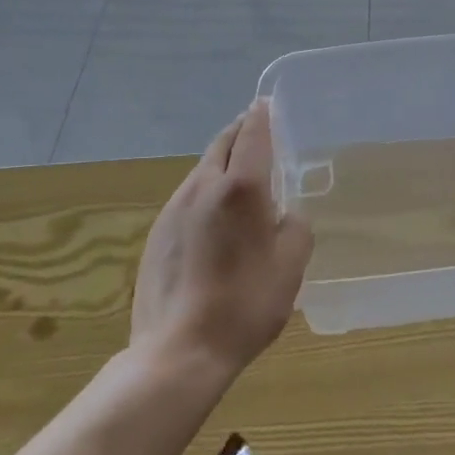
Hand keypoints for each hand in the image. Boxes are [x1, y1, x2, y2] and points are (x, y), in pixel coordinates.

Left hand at [130, 100, 313, 376]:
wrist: (179, 351)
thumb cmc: (246, 303)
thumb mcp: (292, 265)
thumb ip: (296, 227)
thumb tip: (286, 215)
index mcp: (241, 186)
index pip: (252, 133)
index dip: (262, 115)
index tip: (268, 103)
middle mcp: (203, 186)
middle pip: (221, 143)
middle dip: (240, 131)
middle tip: (257, 132)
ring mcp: (174, 208)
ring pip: (202, 169)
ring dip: (221, 162)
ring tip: (239, 176)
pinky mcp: (157, 233)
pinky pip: (187, 196)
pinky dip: (206, 190)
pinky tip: (215, 218)